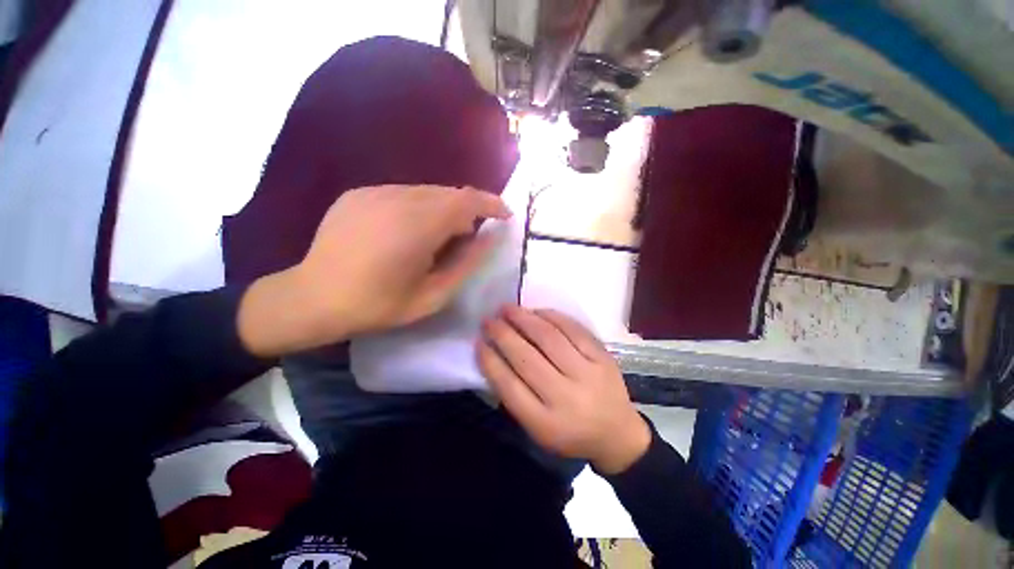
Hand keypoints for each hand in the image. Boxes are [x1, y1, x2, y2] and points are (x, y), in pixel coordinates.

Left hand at [239, 185, 510, 355]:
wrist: (312, 298)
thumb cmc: (378, 305)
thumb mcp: (433, 295)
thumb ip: (468, 263)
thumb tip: (491, 238)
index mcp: (417, 226)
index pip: (467, 200)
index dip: (492, 204)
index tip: (505, 216)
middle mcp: (396, 199)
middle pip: (449, 193)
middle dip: (468, 211)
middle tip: (468, 239)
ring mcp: (374, 192)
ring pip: (427, 192)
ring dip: (444, 210)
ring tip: (438, 239)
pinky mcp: (358, 194)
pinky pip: (403, 194)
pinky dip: (419, 208)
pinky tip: (408, 233)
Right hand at [478, 306, 650, 474]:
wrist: (618, 434)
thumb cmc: (570, 433)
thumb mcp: (538, 428)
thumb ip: (515, 396)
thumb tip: (495, 355)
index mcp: (546, 423)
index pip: (509, 386)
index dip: (490, 361)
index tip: (478, 342)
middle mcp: (566, 398)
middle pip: (527, 359)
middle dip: (503, 335)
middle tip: (489, 320)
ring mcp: (588, 374)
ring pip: (550, 339)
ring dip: (524, 319)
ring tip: (507, 309)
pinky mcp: (603, 357)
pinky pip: (573, 330)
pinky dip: (552, 316)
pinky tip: (536, 311)